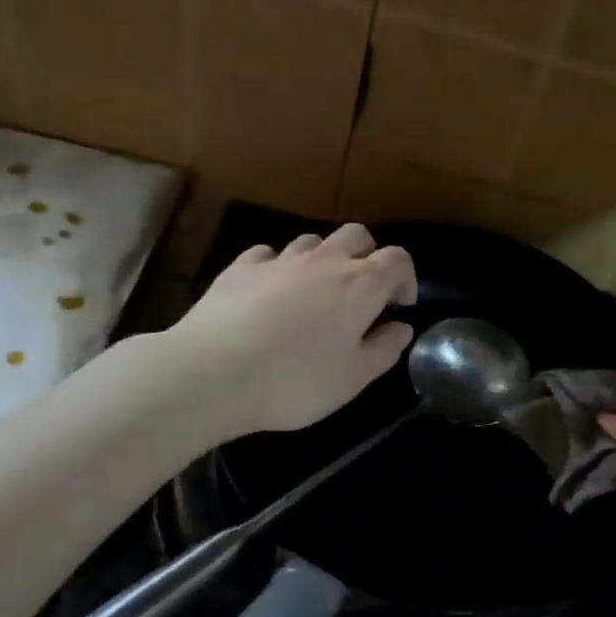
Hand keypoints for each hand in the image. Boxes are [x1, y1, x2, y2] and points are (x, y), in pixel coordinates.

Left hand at [166, 224, 416, 440]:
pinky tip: (271, 291)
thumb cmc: (295, 381)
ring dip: (323, 259)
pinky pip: (269, 254)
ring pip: (312, 241)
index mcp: (360, 285)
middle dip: (367, 256)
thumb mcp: (354, 378)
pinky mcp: (240, 268)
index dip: (405, 278)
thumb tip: (401, 327)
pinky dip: (279, 267)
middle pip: (357, 235)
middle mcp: (324, 261)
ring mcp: (279, 260)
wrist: (210, 374)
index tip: (399, 306)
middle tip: (362, 293)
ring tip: (315, 294)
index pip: (397, 259)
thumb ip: (384, 349)